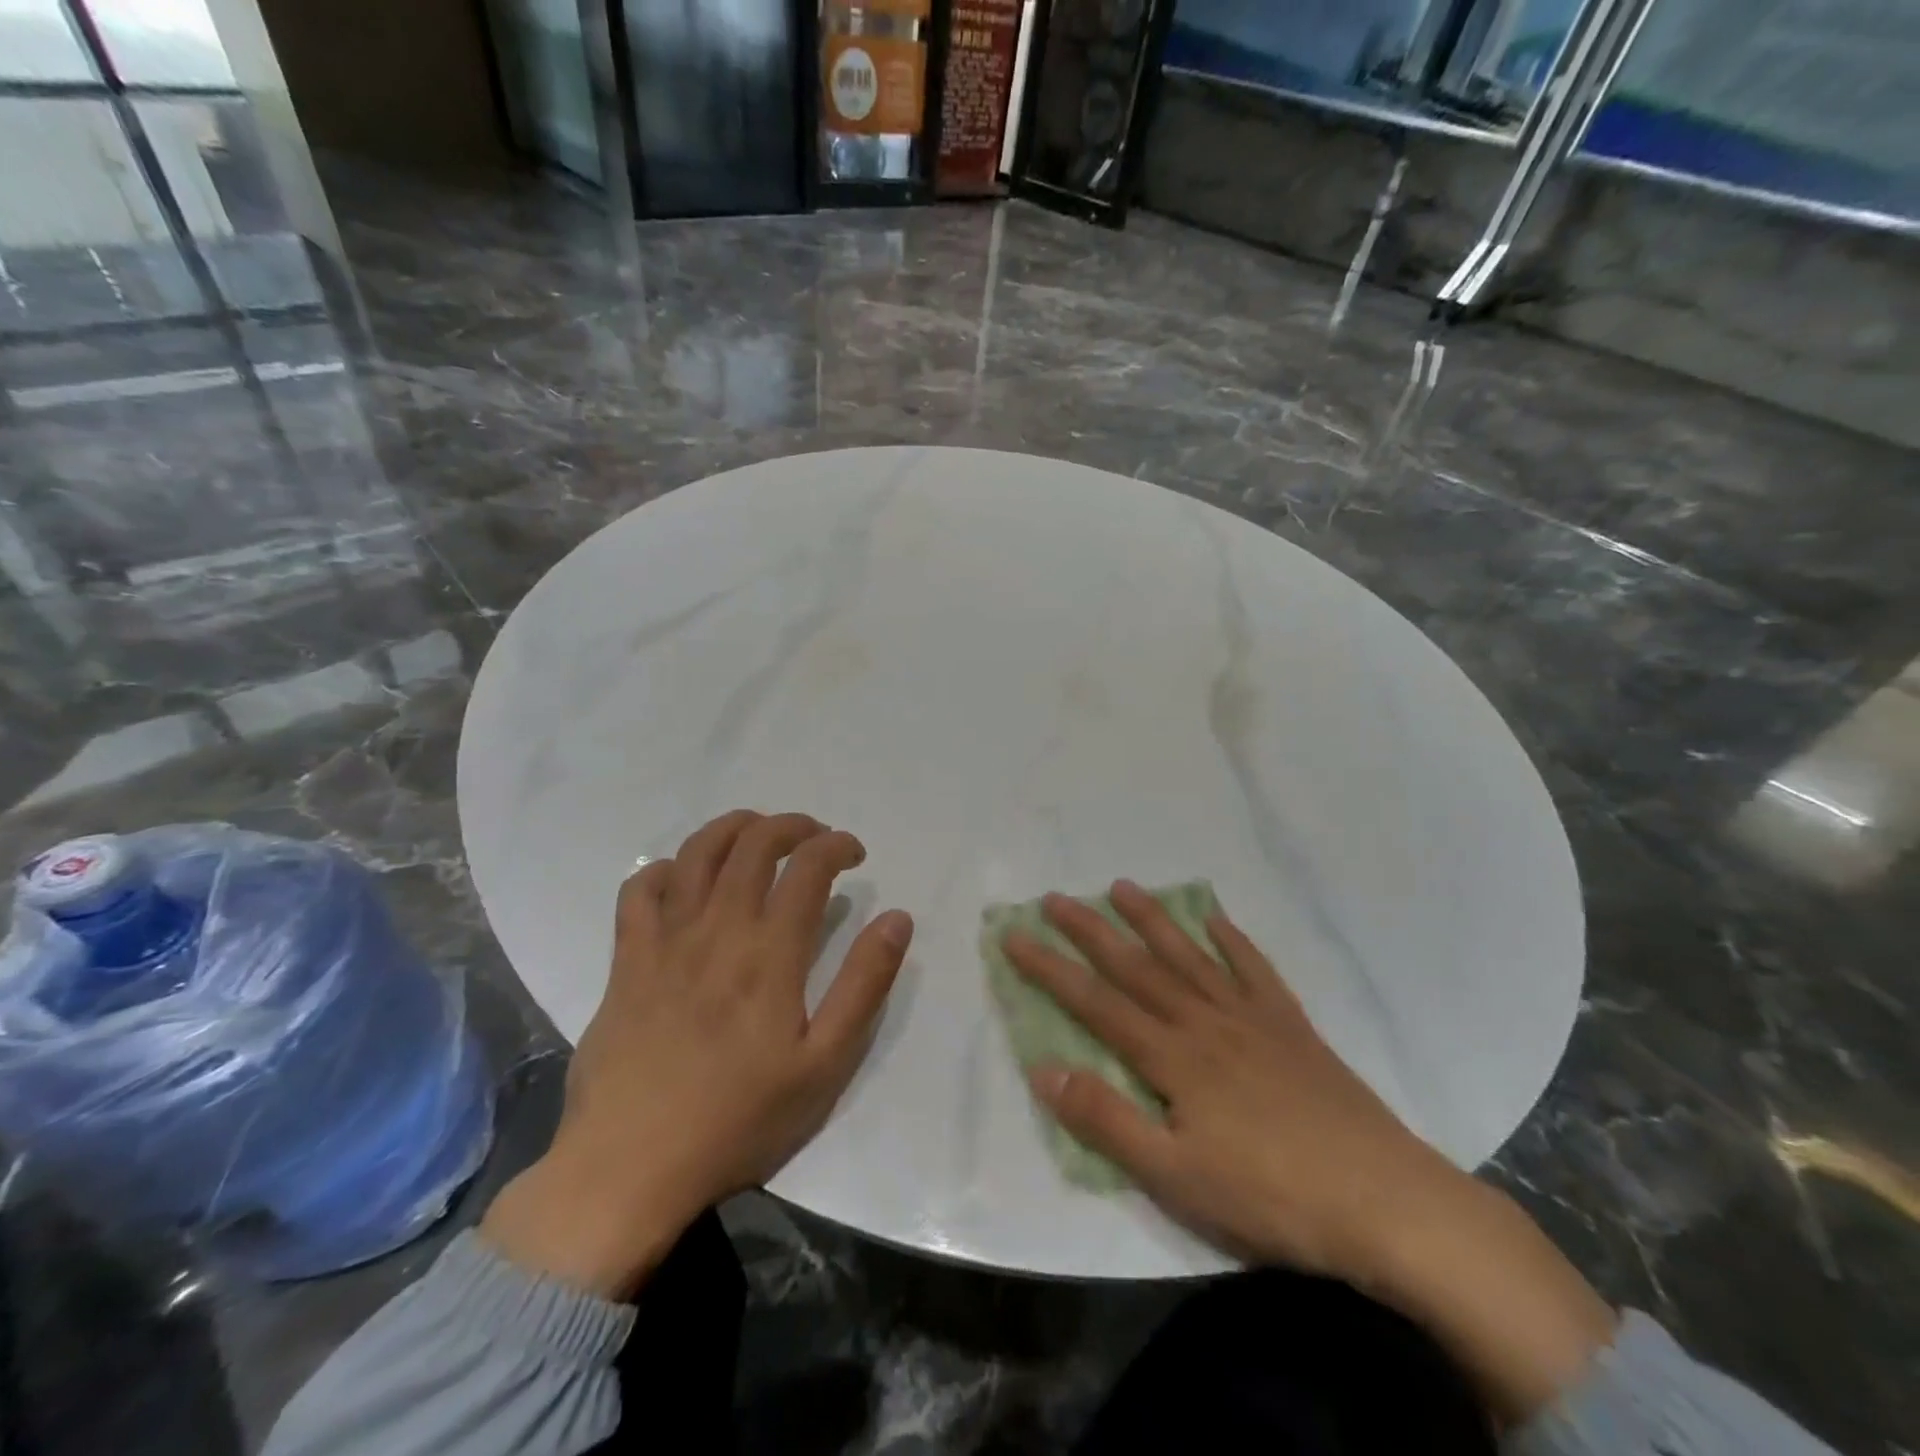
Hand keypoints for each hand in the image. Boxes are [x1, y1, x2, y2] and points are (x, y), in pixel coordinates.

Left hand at [482, 810, 913, 1298]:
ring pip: (697, 853)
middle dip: (792, 825)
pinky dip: (665, 869)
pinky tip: (684, 878)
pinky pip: (639, 891)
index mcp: (769, 953)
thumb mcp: (824, 1065)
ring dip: (733, 828)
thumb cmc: (739, 1120)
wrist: (630, 1168)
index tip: (855, 854)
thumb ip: (864, 985)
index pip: (809, 867)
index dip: (837, 845)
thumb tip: (897, 918)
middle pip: (754, 844)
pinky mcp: (627, 960)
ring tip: (758, 832)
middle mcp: (717, 929)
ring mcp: (665, 940)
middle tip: (815, 837)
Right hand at [1003, 880, 1447, 1278]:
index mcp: (1173, 1057)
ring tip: (1122, 886)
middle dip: (1090, 930)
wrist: (1385, 1202)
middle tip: (1056, 897)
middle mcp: (1204, 1021)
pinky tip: (1216, 919)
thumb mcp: (1175, 1176)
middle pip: (1136, 966)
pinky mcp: (1291, 1026)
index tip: (1015, 936)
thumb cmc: (1271, 1196)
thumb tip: (1043, 1068)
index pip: (1095, 1003)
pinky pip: (1254, 970)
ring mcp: (1251, 1018)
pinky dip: (1232, 940)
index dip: (1050, 969)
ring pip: (1189, 955)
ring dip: (1152, 919)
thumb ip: (1107, 1119)